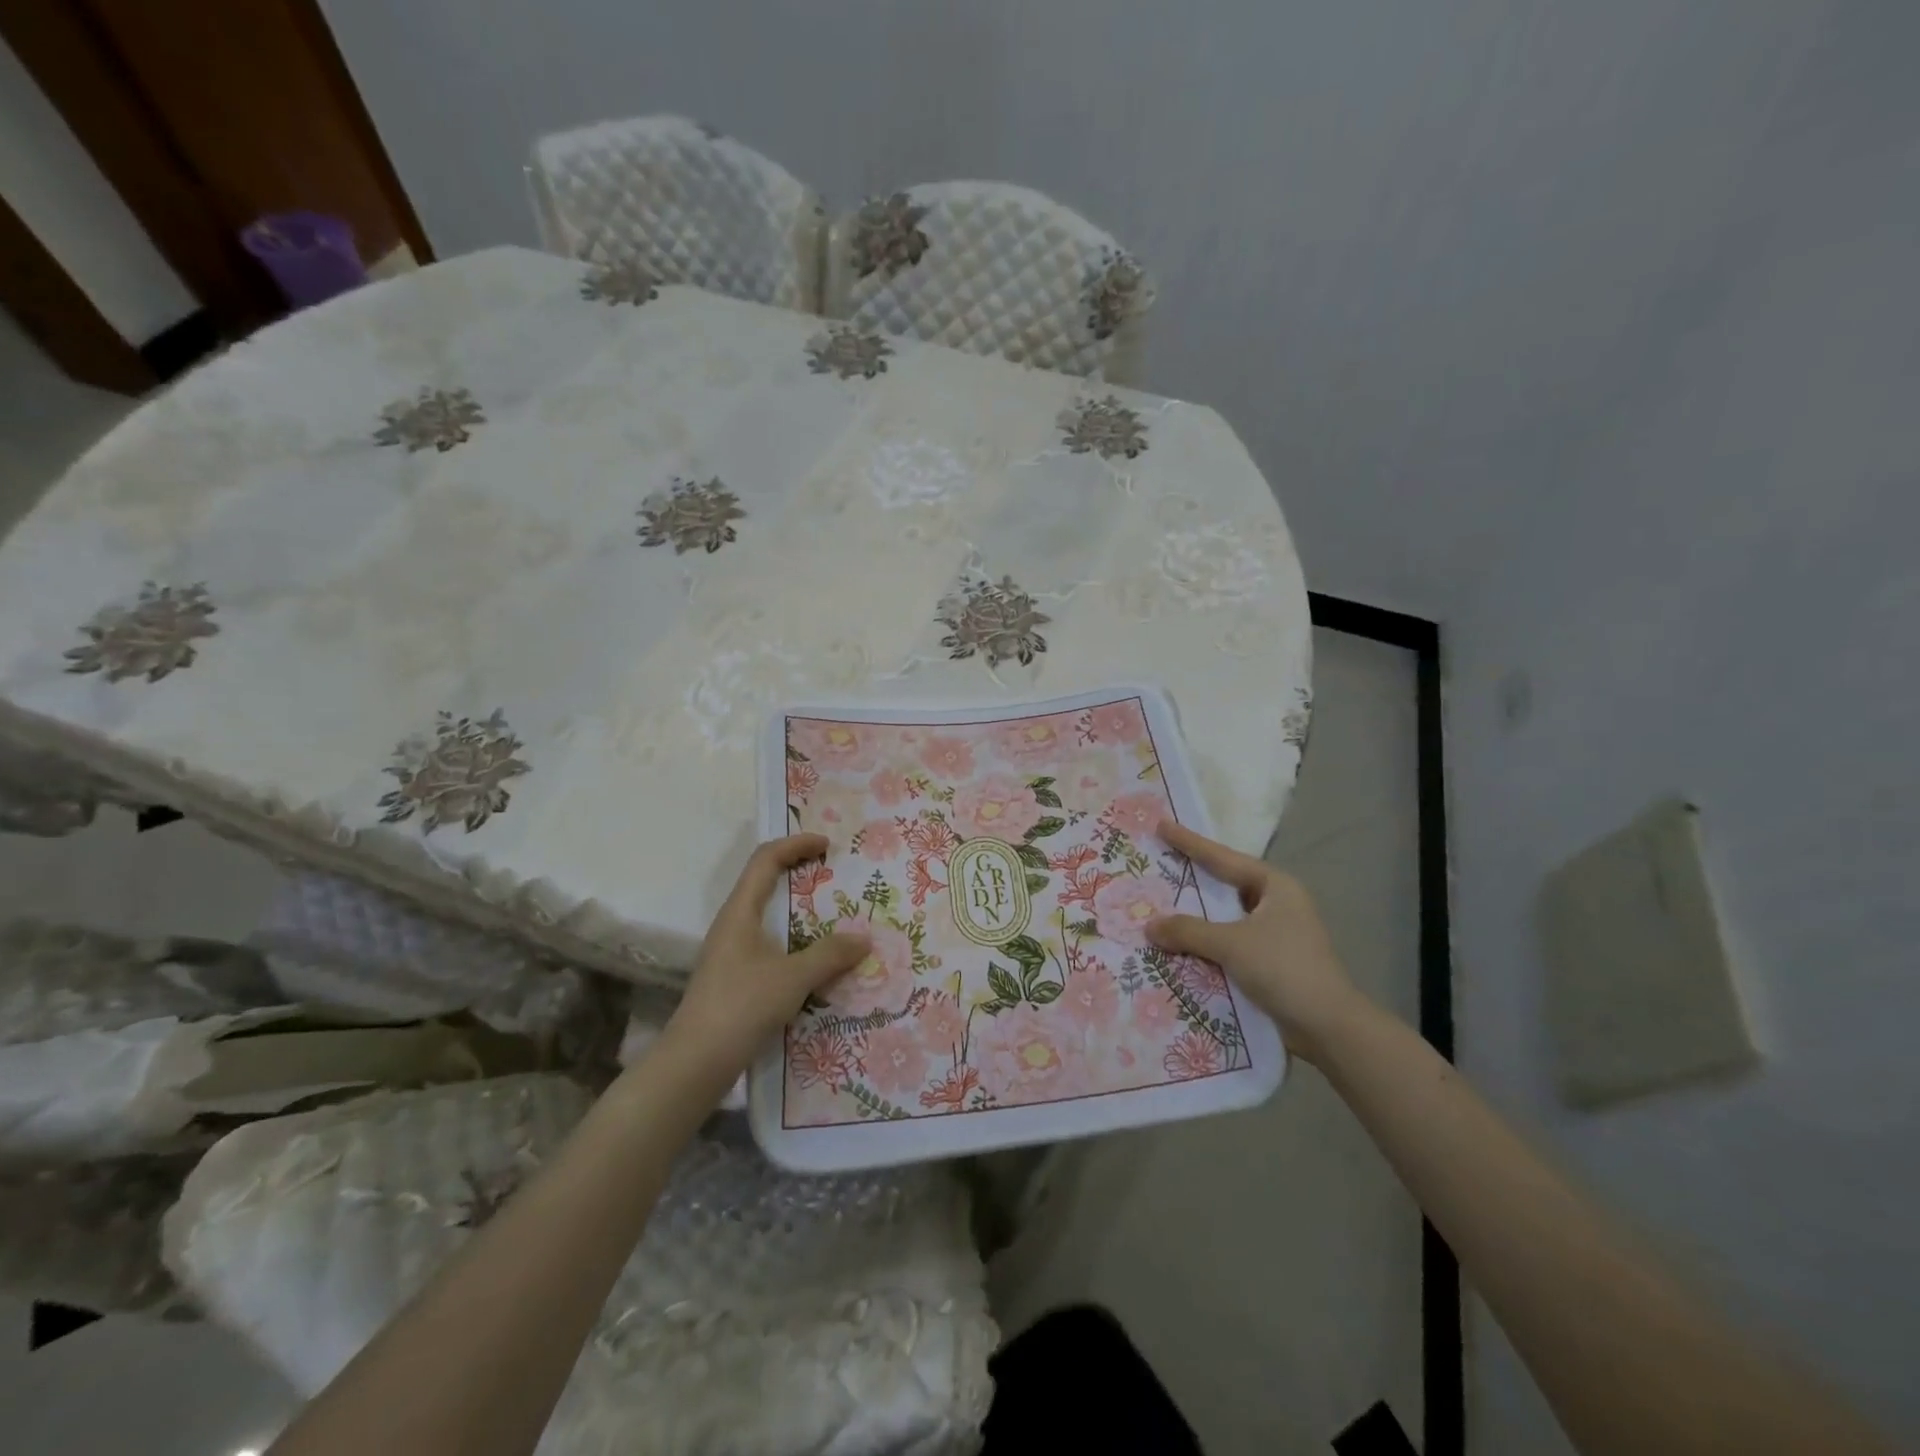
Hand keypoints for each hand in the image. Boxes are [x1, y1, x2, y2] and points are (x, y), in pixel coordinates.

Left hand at [661, 834, 869, 1086]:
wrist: (695, 1063)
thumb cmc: (741, 1006)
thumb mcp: (793, 977)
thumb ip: (830, 955)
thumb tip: (864, 938)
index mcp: (740, 911)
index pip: (766, 859)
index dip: (796, 844)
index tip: (828, 845)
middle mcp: (733, 924)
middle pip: (766, 882)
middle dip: (801, 873)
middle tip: (835, 875)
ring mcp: (732, 952)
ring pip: (769, 916)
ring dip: (800, 911)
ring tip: (835, 916)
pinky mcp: (736, 978)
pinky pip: (771, 945)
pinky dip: (796, 941)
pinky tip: (818, 960)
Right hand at [1146, 820, 1365, 1064]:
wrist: (1328, 1027)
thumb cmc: (1283, 969)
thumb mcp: (1231, 944)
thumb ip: (1188, 931)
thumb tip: (1149, 926)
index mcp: (1275, 886)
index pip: (1223, 858)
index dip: (1190, 842)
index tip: (1162, 825)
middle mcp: (1277, 903)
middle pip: (1225, 885)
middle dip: (1192, 878)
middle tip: (1159, 863)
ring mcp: (1276, 933)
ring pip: (1225, 916)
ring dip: (1197, 916)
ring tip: (1160, 905)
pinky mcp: (1271, 960)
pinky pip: (1229, 942)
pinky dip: (1206, 942)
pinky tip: (1179, 945)